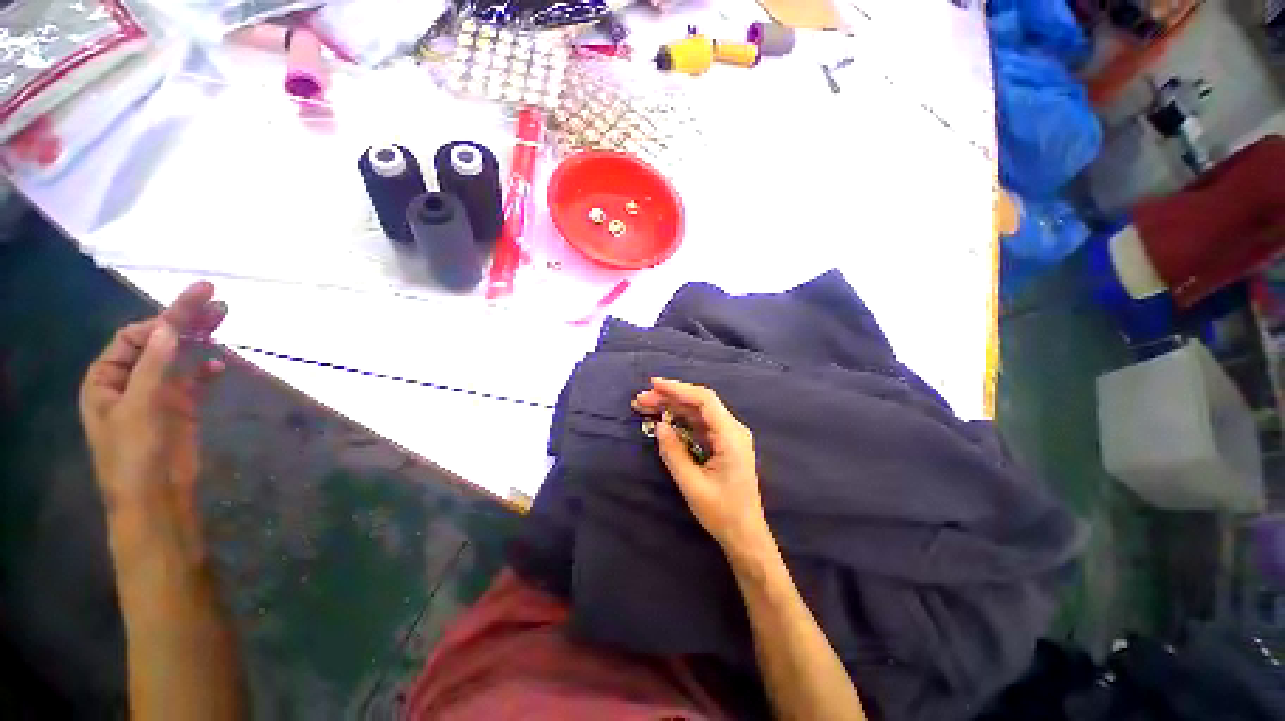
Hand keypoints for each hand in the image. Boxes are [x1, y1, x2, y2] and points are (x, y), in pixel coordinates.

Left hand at [79, 282, 226, 516]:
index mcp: (107, 378)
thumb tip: (168, 327)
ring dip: (200, 338)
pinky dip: (207, 370)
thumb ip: (152, 366)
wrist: (156, 497)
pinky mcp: (181, 408)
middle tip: (213, 296)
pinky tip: (221, 365)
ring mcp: (158, 394)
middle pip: (158, 342)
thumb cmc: (133, 454)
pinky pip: (195, 380)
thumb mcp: (137, 408)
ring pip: (180, 357)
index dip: (161, 321)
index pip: (134, 337)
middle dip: (184, 320)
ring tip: (224, 316)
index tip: (191, 307)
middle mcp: (130, 380)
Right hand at [632, 378, 771, 555]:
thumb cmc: (721, 513)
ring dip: (672, 407)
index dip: (678, 389)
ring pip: (697, 412)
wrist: (745, 535)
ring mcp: (728, 436)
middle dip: (669, 398)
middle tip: (641, 400)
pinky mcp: (722, 444)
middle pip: (698, 403)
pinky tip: (663, 420)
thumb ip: (673, 452)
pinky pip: (699, 425)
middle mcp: (732, 430)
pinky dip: (680, 420)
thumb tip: (660, 426)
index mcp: (731, 436)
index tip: (654, 385)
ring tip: (645, 406)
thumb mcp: (692, 484)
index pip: (704, 400)